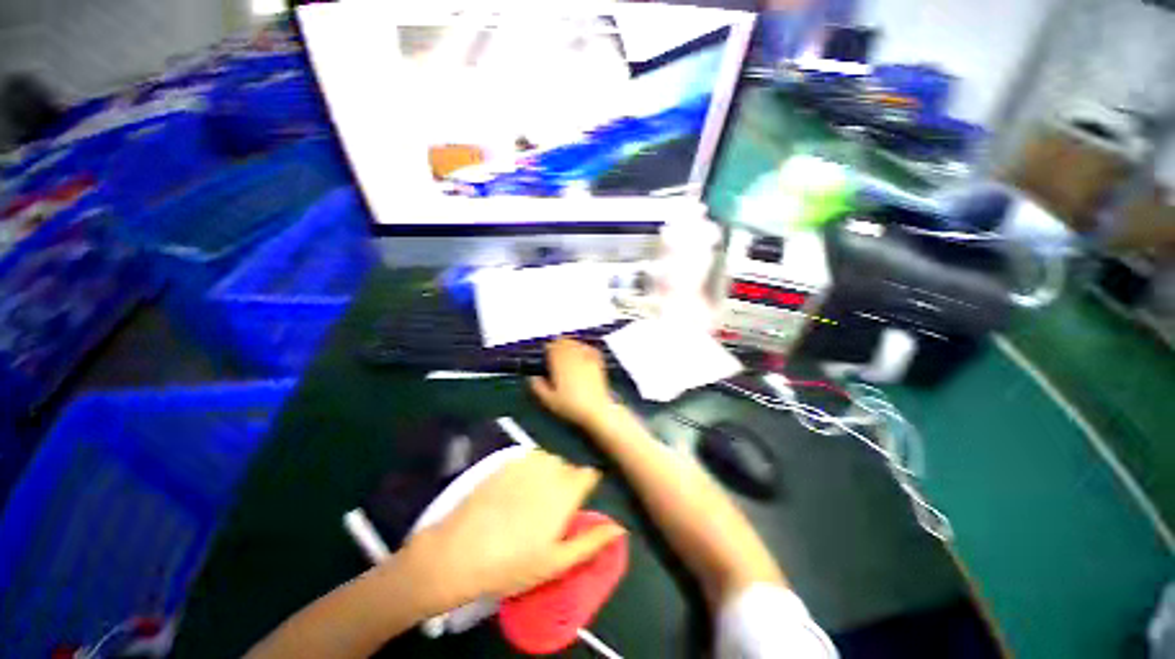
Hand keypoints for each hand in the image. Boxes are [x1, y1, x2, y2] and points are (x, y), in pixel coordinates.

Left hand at [400, 450, 624, 604]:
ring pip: (548, 461)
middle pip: (568, 467)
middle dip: (565, 483)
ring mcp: (525, 461)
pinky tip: (511, 492)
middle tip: (549, 510)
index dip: (586, 487)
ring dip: (546, 475)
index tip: (576, 503)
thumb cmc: (513, 563)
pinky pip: (526, 459)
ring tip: (530, 501)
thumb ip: (592, 541)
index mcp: (566, 490)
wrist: (458, 552)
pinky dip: (526, 471)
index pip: (589, 474)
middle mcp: (549, 467)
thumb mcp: (557, 562)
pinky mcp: (505, 461)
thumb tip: (620, 527)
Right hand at [529, 339, 617, 428]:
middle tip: (555, 349)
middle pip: (564, 342)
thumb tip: (533, 378)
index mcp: (559, 364)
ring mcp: (587, 358)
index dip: (548, 348)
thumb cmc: (571, 406)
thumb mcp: (549, 400)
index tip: (545, 352)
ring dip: (570, 343)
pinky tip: (583, 350)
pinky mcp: (598, 363)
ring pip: (576, 343)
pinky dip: (584, 347)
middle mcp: (573, 357)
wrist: (596, 410)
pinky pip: (590, 348)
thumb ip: (538, 387)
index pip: (552, 347)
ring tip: (567, 348)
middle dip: (558, 343)